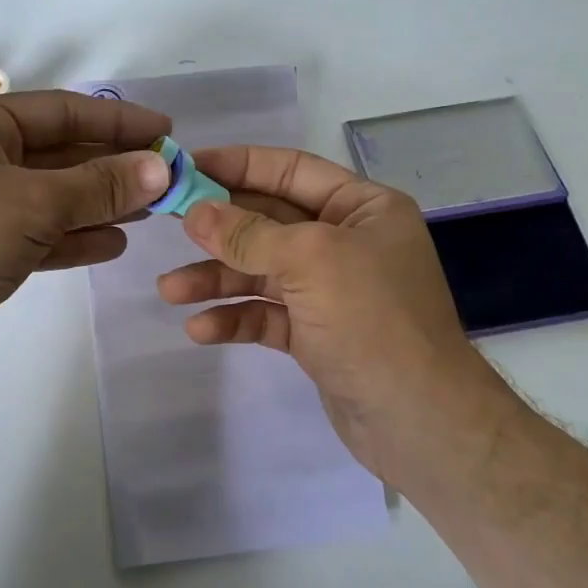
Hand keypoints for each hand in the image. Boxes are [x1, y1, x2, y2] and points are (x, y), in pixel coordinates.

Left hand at [0, 90, 172, 394]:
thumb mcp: (32, 206)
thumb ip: (99, 186)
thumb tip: (160, 167)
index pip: (61, 110)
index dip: (117, 121)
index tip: (165, 133)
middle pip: (55, 153)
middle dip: (110, 167)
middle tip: (164, 178)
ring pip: (46, 196)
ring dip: (95, 203)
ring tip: (146, 212)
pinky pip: (30, 232)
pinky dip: (69, 236)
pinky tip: (110, 244)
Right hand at [156, 145, 512, 481]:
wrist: (419, 421)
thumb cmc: (372, 320)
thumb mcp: (310, 261)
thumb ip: (248, 234)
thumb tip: (194, 212)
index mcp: (362, 208)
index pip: (290, 170)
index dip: (237, 166)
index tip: (187, 168)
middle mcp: (347, 242)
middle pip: (269, 222)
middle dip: (219, 229)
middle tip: (169, 227)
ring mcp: (331, 290)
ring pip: (261, 272)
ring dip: (216, 279)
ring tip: (170, 290)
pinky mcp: (316, 334)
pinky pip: (267, 314)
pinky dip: (235, 318)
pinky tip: (200, 329)